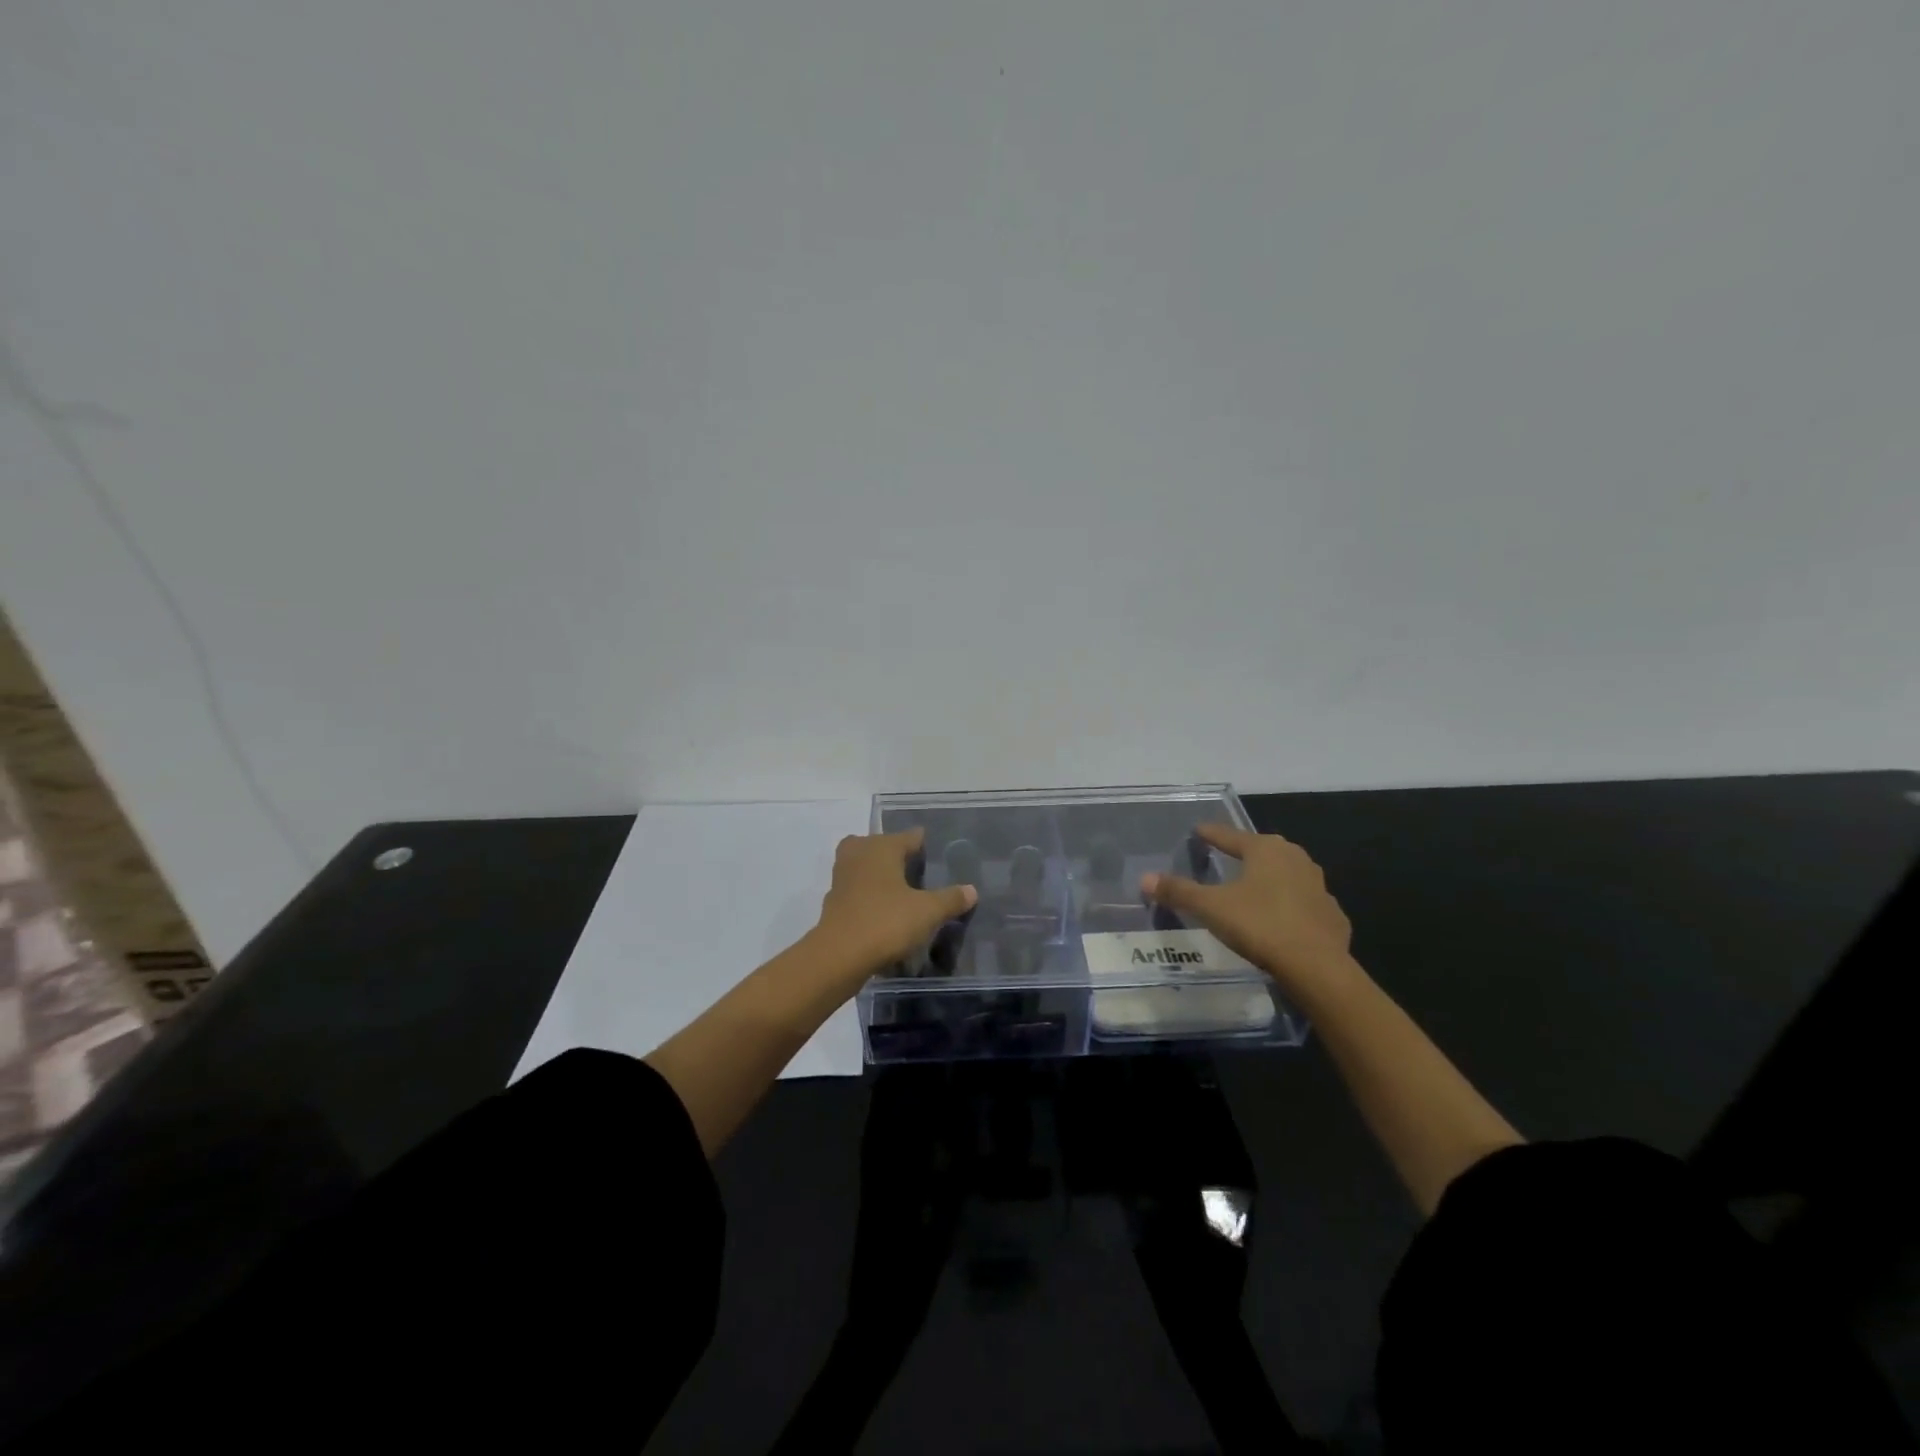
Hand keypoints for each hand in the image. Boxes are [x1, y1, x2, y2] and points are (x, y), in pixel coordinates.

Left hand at [810, 828, 977, 981]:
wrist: (839, 955)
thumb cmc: (886, 922)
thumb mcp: (927, 912)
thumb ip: (950, 899)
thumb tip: (972, 890)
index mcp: (882, 847)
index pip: (909, 837)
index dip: (923, 844)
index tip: (936, 854)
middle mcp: (859, 853)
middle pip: (880, 845)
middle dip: (895, 854)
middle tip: (914, 869)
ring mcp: (842, 876)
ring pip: (863, 866)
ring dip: (878, 874)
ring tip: (900, 890)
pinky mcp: (833, 901)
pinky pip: (855, 889)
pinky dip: (867, 895)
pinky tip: (882, 911)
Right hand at [1141, 823, 1351, 989]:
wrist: (1317, 967)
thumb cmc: (1260, 925)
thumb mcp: (1211, 907)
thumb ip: (1178, 891)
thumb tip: (1145, 878)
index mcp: (1265, 850)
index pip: (1230, 836)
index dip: (1211, 834)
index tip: (1198, 830)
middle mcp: (1295, 859)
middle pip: (1262, 851)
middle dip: (1244, 853)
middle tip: (1226, 857)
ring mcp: (1318, 886)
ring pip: (1286, 875)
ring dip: (1269, 879)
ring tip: (1251, 888)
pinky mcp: (1331, 915)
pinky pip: (1303, 903)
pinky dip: (1289, 906)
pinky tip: (1280, 920)